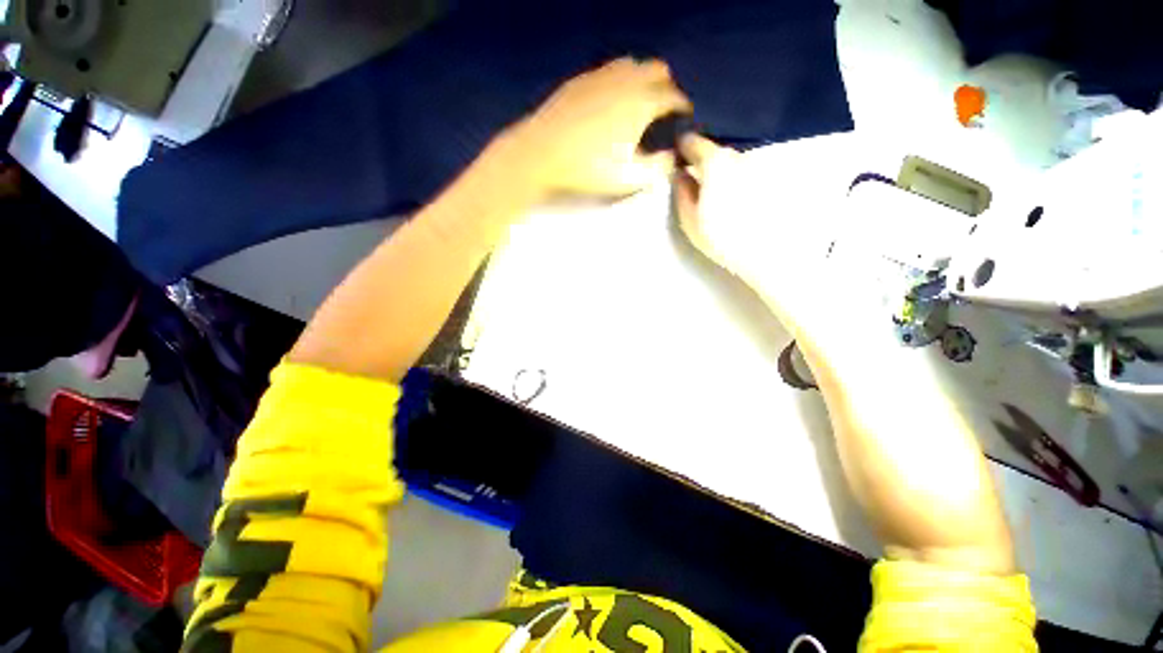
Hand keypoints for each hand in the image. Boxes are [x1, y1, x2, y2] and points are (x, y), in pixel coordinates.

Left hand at [500, 58, 691, 197]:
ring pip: (633, 65)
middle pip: (658, 70)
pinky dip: (620, 81)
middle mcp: (626, 80)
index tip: (684, 119)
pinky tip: (611, 101)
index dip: (683, 107)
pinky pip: (609, 70)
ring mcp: (600, 75)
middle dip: (667, 88)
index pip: (675, 96)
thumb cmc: (587, 170)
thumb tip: (674, 155)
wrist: (540, 155)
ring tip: (639, 104)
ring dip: (643, 80)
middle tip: (662, 111)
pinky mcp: (580, 80)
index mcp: (642, 102)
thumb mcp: (629, 177)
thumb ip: (659, 167)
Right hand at [673, 134, 758, 275]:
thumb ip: (682, 191)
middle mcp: (737, 156)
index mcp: (715, 162)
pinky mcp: (768, 178)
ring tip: (710, 187)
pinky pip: (744, 171)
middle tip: (690, 173)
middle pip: (714, 149)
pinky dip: (734, 177)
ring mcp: (756, 165)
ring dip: (719, 168)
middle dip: (701, 158)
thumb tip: (680, 174)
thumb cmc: (720, 236)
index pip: (693, 142)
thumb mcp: (689, 218)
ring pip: (731, 160)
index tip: (674, 156)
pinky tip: (730, 196)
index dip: (681, 147)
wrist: (764, 252)